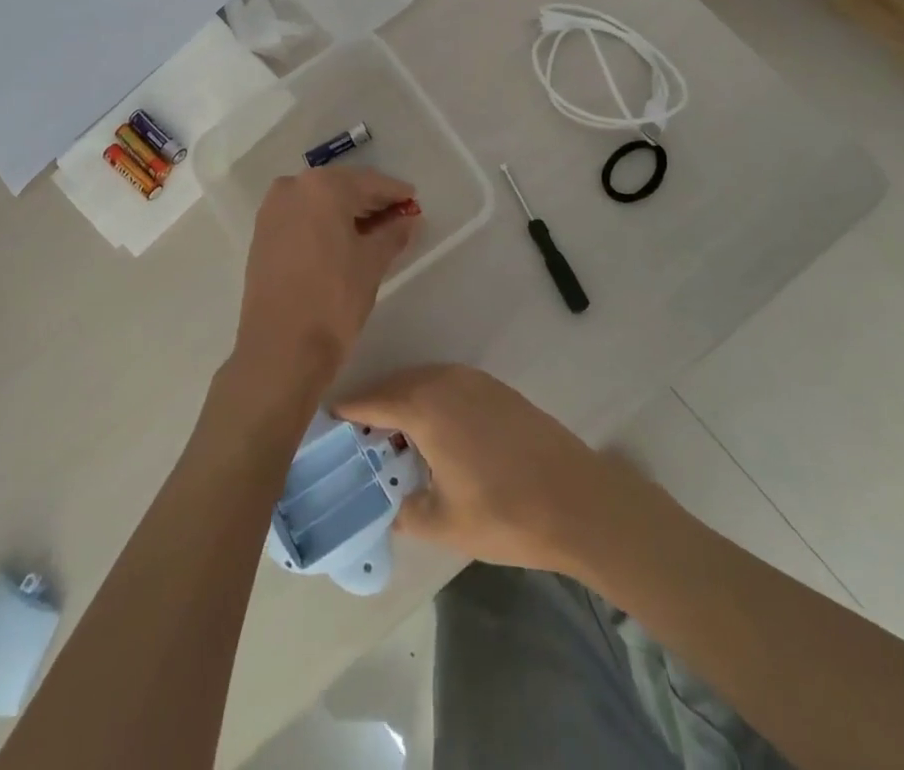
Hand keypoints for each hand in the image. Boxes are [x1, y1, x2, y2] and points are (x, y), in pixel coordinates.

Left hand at [230, 167, 420, 407]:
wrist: (279, 348)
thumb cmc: (333, 300)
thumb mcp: (372, 263)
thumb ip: (393, 233)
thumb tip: (408, 219)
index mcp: (323, 187)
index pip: (369, 182)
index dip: (395, 192)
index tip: (414, 200)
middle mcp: (293, 187)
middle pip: (342, 186)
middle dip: (370, 200)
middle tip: (397, 216)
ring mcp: (272, 209)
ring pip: (319, 200)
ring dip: (345, 210)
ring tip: (373, 231)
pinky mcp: (262, 233)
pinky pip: (301, 215)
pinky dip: (323, 221)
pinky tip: (342, 239)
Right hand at [335, 364, 622, 576]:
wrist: (577, 500)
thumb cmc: (504, 512)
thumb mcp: (443, 523)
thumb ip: (406, 510)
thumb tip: (392, 504)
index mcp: (424, 405)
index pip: (370, 400)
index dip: (345, 412)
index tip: (325, 422)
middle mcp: (444, 381)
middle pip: (395, 385)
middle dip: (373, 406)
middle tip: (357, 436)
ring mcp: (473, 380)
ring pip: (423, 382)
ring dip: (404, 402)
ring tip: (393, 437)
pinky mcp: (496, 388)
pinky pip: (447, 385)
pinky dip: (431, 401)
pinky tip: (435, 433)